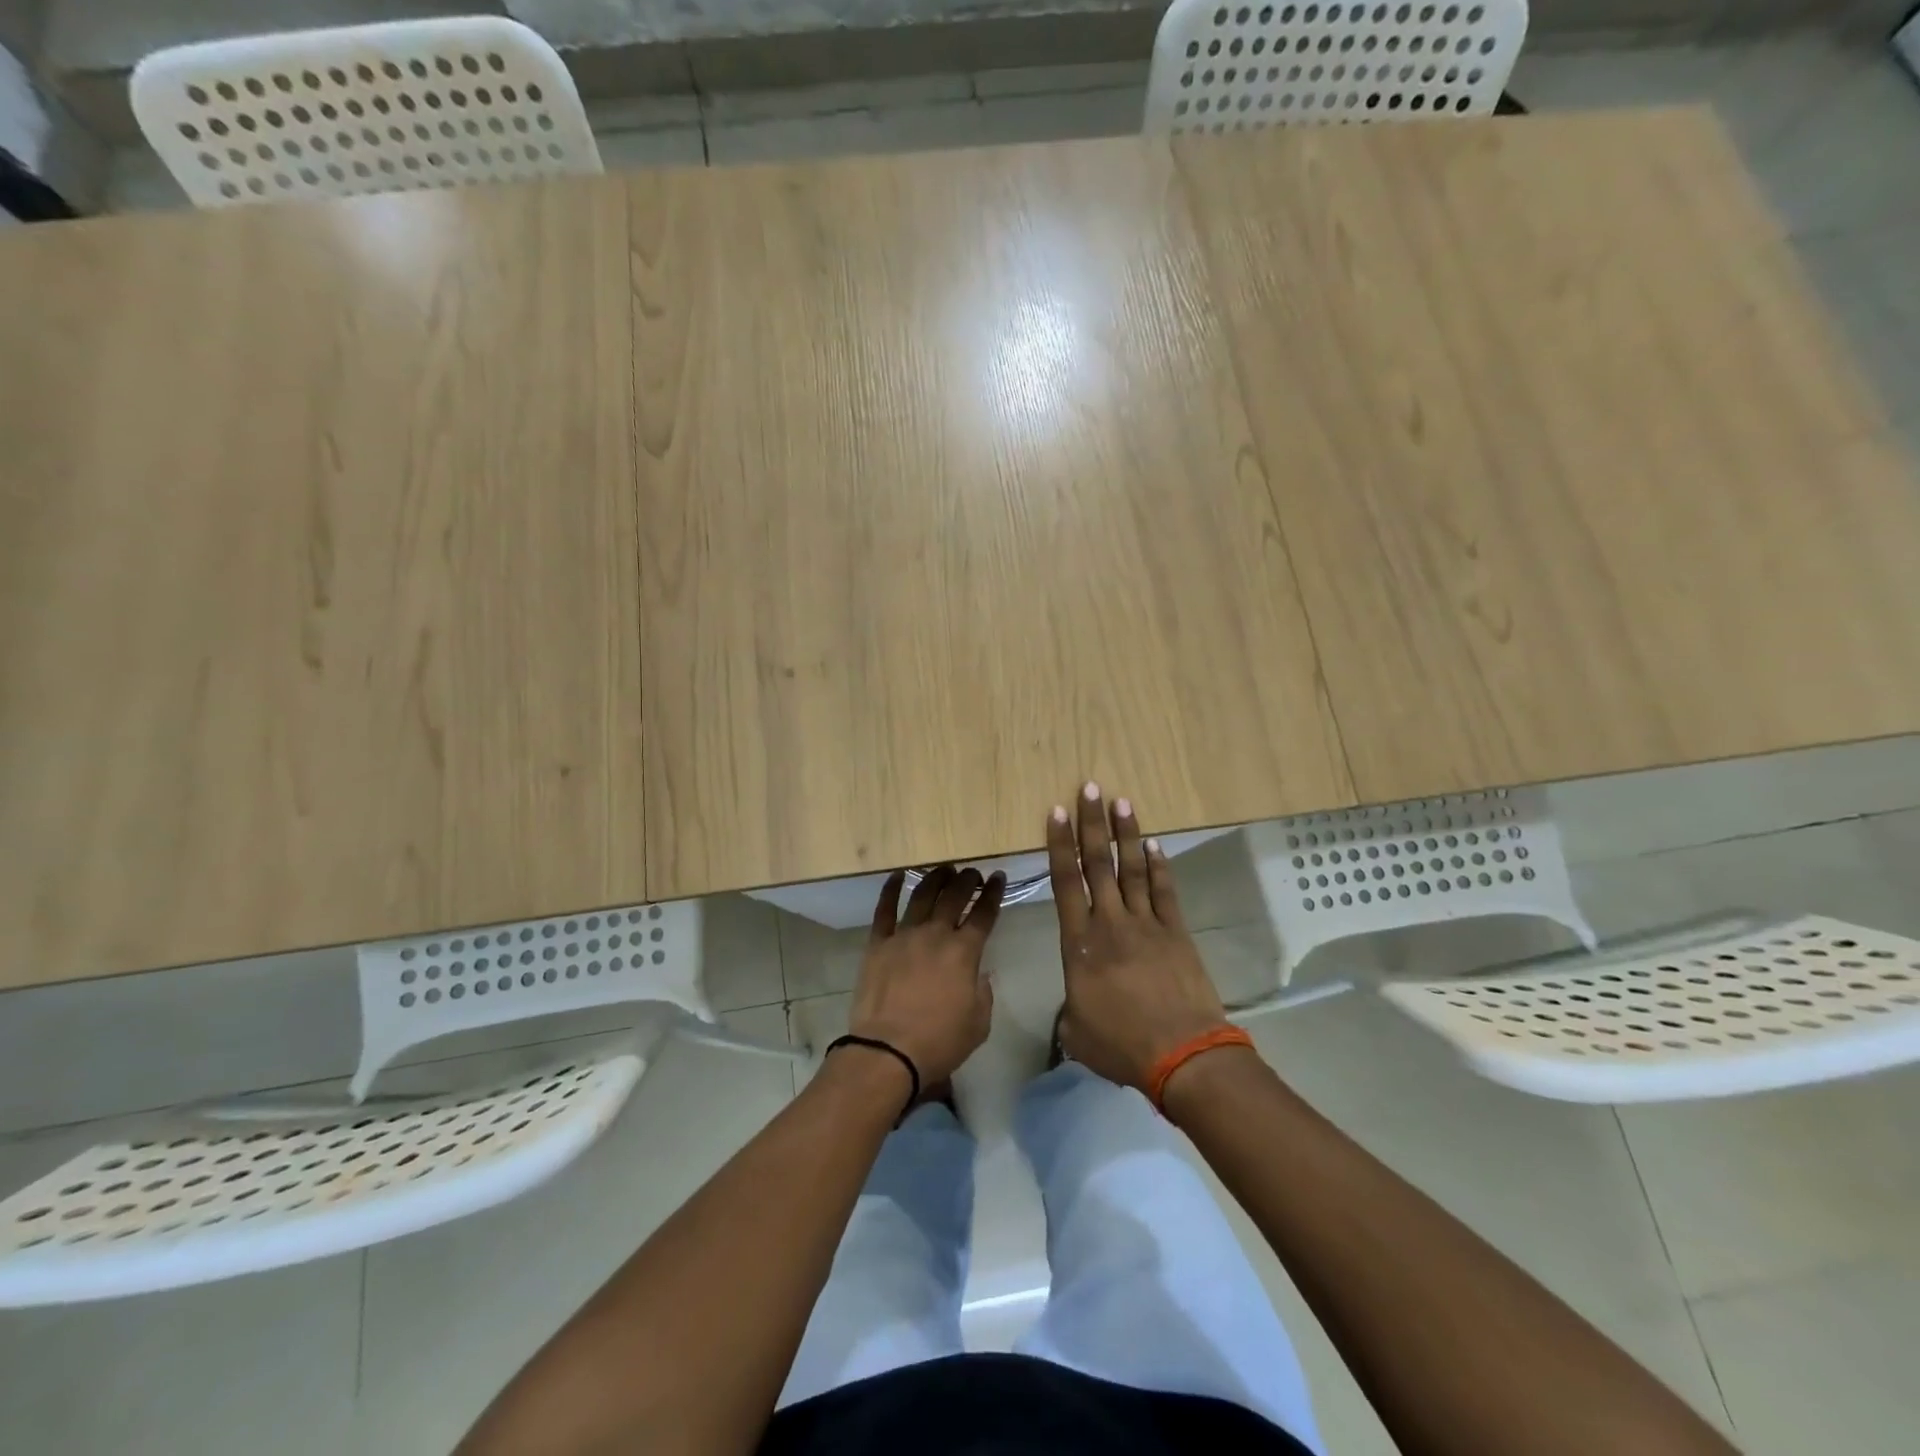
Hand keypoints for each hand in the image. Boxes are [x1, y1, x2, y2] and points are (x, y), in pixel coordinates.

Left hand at [848, 865, 1005, 1088]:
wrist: (888, 1051)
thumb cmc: (939, 1041)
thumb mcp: (979, 1023)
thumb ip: (983, 992)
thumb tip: (979, 974)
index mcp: (965, 952)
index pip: (984, 913)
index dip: (993, 893)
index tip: (998, 877)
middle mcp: (936, 934)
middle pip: (954, 896)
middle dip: (967, 880)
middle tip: (972, 873)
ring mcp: (904, 935)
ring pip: (922, 895)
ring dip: (935, 878)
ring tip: (943, 869)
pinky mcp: (878, 943)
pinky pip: (884, 909)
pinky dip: (891, 889)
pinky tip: (897, 875)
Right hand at [1046, 785, 1229, 1092]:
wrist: (1182, 1055)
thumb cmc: (1122, 1045)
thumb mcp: (1076, 1031)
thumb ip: (1070, 1008)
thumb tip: (1075, 1003)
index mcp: (1080, 944)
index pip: (1065, 883)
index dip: (1060, 845)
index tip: (1056, 813)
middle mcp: (1111, 923)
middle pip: (1098, 864)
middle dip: (1091, 824)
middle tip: (1089, 788)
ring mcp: (1147, 924)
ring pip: (1132, 869)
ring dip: (1125, 834)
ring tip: (1121, 802)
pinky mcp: (1176, 932)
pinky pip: (1164, 891)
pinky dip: (1159, 866)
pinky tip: (1154, 845)